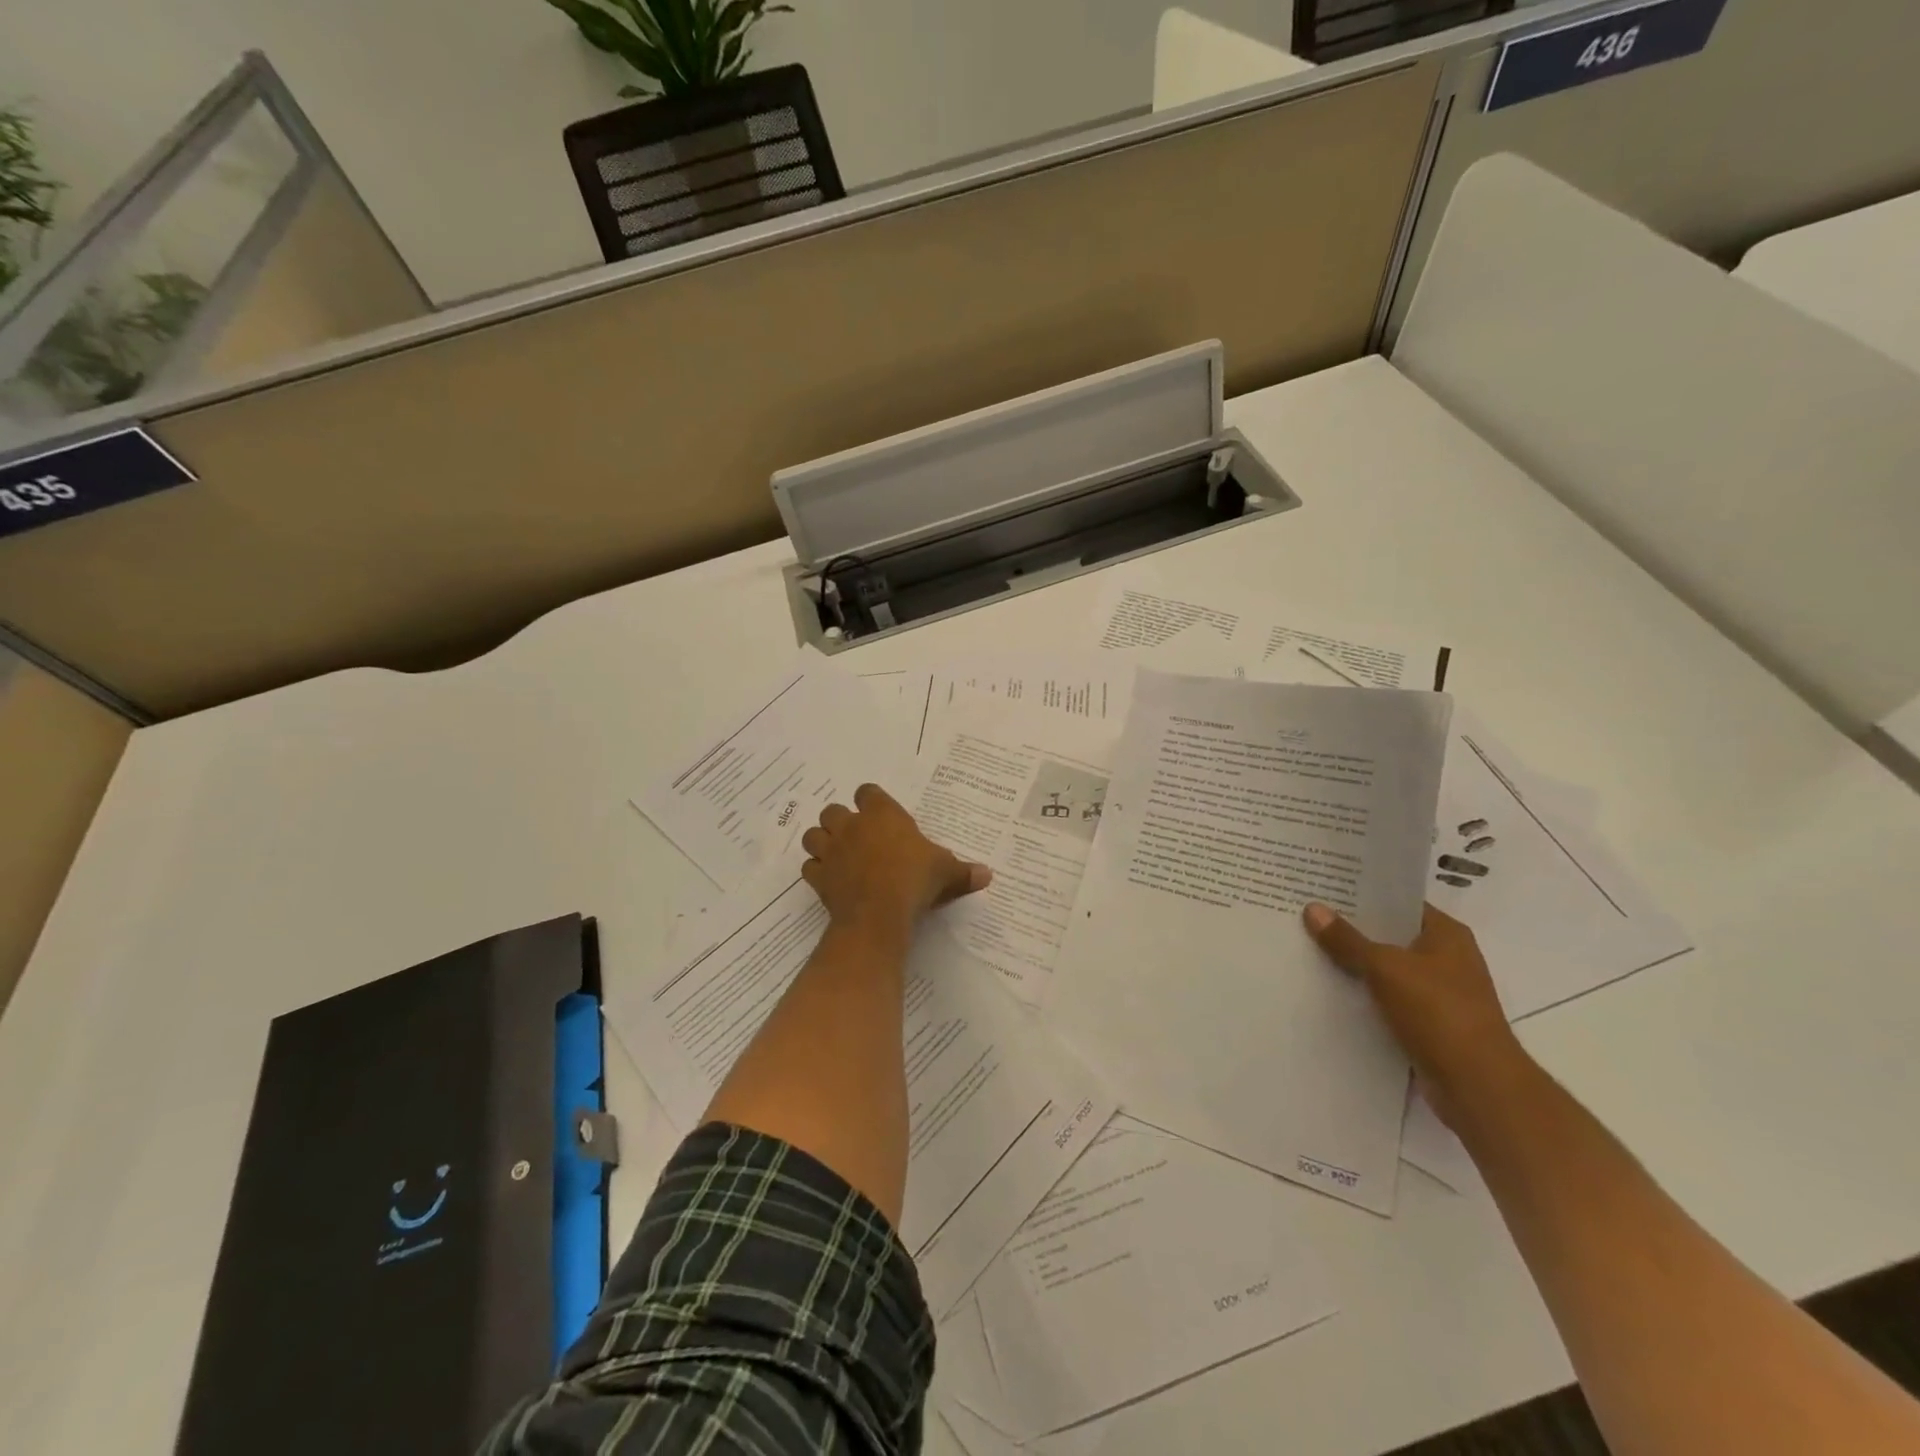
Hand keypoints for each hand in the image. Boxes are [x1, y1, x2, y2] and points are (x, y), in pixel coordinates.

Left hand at [800, 785, 992, 932]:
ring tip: (837, 855)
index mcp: (882, 814)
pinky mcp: (818, 876)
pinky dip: (816, 871)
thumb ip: (963, 872)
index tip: (881, 816)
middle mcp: (852, 826)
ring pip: (813, 835)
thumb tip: (988, 874)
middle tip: (857, 838)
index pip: (867, 792)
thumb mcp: (945, 873)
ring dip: (822, 842)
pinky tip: (829, 879)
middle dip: (841, 821)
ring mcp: (831, 850)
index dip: (871, 802)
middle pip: (833, 810)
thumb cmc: (914, 880)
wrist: (879, 913)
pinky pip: (809, 867)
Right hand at [1303, 901, 1527, 1127]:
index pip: (1399, 902)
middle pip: (1390, 935)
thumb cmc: (1438, 1012)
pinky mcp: (1428, 1023)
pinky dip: (1363, 995)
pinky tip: (1328, 990)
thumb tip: (1313, 908)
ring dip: (1355, 964)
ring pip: (1386, 969)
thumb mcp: (1386, 968)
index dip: (1363, 894)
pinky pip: (1387, 999)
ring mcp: (1439, 993)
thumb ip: (1347, 940)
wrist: (1477, 1085)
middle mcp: (1446, 958)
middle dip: (1352, 928)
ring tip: (1308, 948)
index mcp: (1447, 934)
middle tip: (1306, 914)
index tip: (1324, 887)